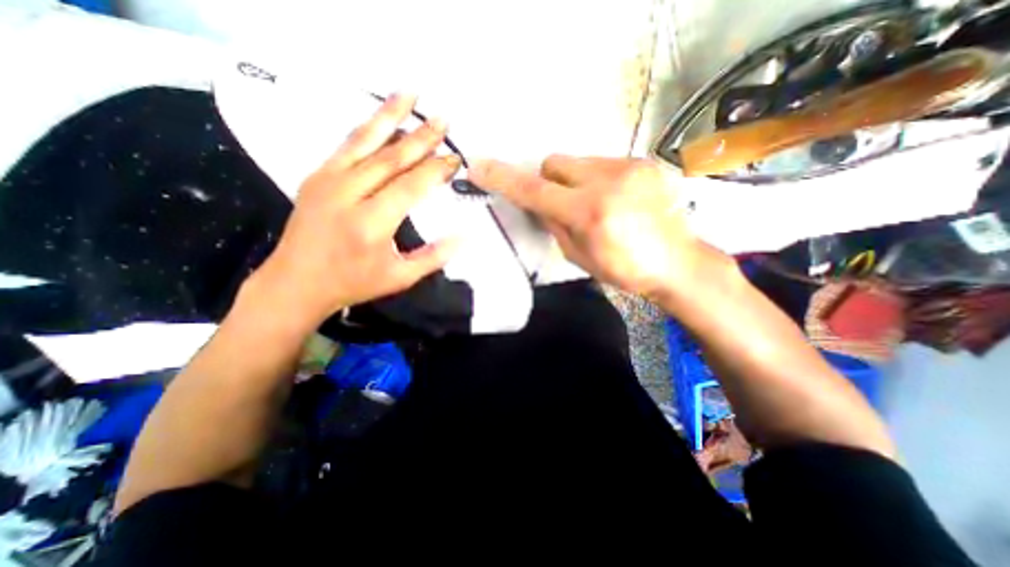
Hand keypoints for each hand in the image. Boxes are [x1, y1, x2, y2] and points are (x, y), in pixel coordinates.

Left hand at [247, 93, 461, 330]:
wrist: (297, 281)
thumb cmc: (354, 282)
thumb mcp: (400, 278)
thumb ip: (434, 256)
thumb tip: (464, 236)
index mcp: (371, 223)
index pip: (411, 186)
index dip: (436, 170)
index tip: (455, 159)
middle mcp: (348, 194)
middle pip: (391, 157)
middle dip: (421, 137)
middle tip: (443, 119)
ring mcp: (328, 180)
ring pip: (365, 141)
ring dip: (389, 115)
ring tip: (409, 93)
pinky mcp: (317, 176)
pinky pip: (346, 145)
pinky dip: (367, 128)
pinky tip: (381, 118)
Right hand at [470, 155, 721, 300]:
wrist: (678, 263)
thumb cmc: (625, 269)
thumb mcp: (579, 257)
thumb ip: (555, 225)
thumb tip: (541, 204)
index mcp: (589, 213)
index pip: (534, 191)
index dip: (504, 180)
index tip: (480, 168)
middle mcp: (608, 181)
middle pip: (554, 162)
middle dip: (548, 181)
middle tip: (560, 203)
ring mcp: (629, 167)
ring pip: (579, 161)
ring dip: (575, 180)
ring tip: (596, 204)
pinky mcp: (645, 163)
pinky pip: (604, 162)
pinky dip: (597, 178)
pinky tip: (616, 199)